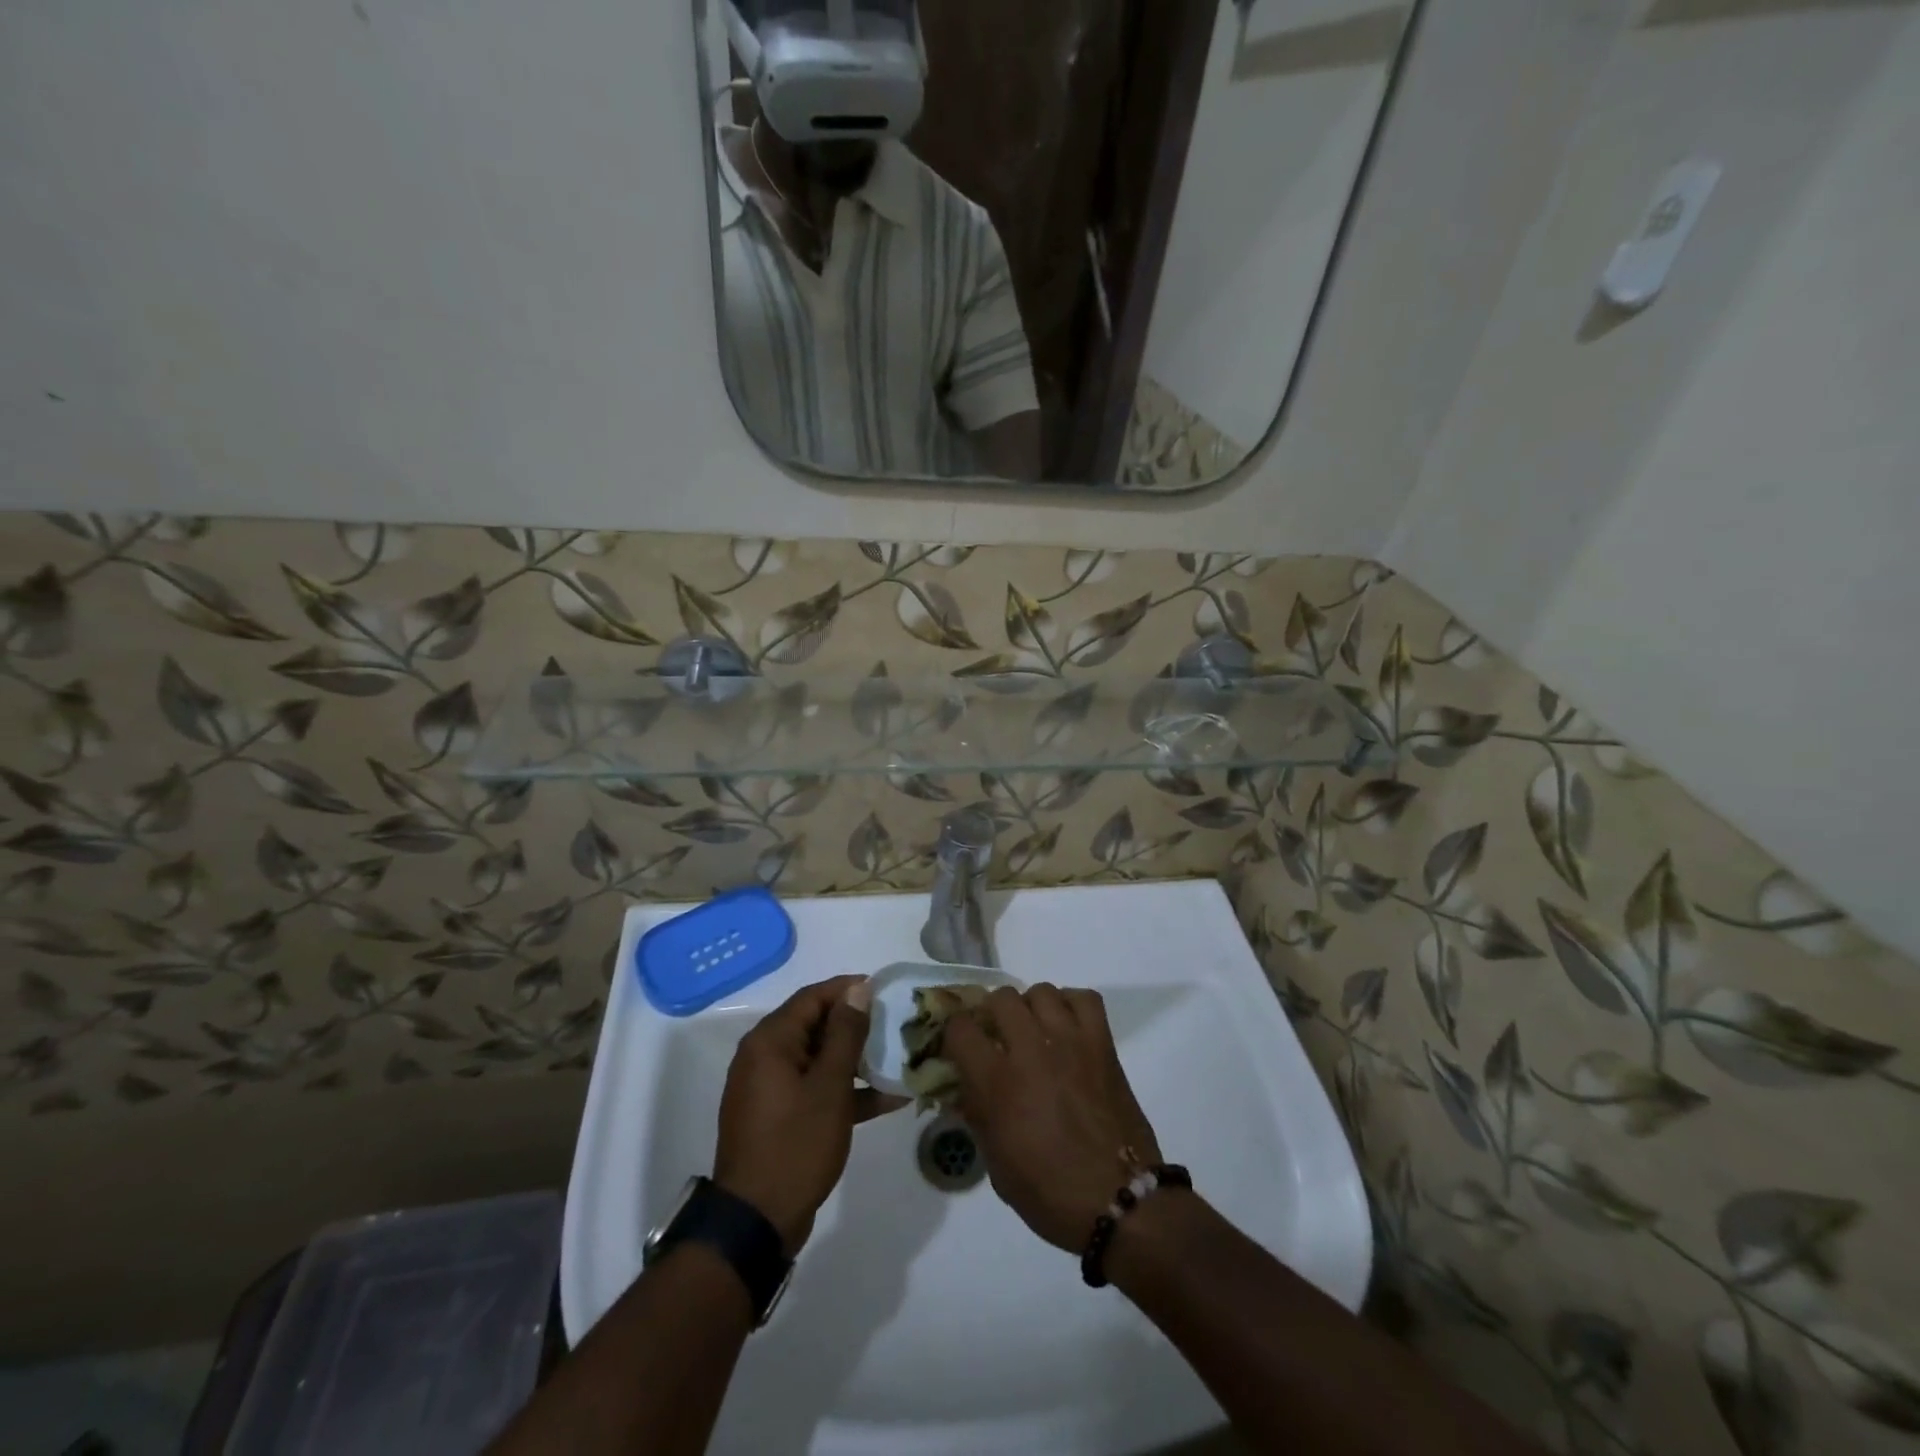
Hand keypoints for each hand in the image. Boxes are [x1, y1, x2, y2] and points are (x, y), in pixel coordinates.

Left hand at [712, 976, 906, 1253]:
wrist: (756, 1223)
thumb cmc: (795, 1145)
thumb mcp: (829, 1087)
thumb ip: (845, 1034)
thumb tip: (858, 989)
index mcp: (770, 1041)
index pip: (813, 997)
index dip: (849, 989)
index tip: (886, 991)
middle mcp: (764, 1056)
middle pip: (815, 1025)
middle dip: (856, 1025)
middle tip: (896, 1025)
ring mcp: (770, 1088)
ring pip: (818, 1058)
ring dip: (855, 1059)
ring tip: (897, 1058)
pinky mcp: (778, 1115)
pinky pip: (814, 1088)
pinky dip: (844, 1090)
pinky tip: (886, 1099)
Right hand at [945, 984, 1161, 1251]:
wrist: (1120, 1201)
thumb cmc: (1050, 1192)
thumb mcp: (995, 1163)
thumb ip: (977, 1114)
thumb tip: (965, 1085)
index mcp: (997, 1082)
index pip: (960, 1027)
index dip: (954, 1034)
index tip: (960, 1047)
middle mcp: (1031, 1049)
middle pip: (1000, 998)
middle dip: (992, 1015)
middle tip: (998, 1039)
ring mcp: (1070, 1040)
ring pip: (1041, 991)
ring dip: (1030, 1009)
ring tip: (1035, 1032)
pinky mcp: (1102, 1043)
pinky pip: (1084, 998)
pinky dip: (1071, 1004)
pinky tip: (1067, 1027)